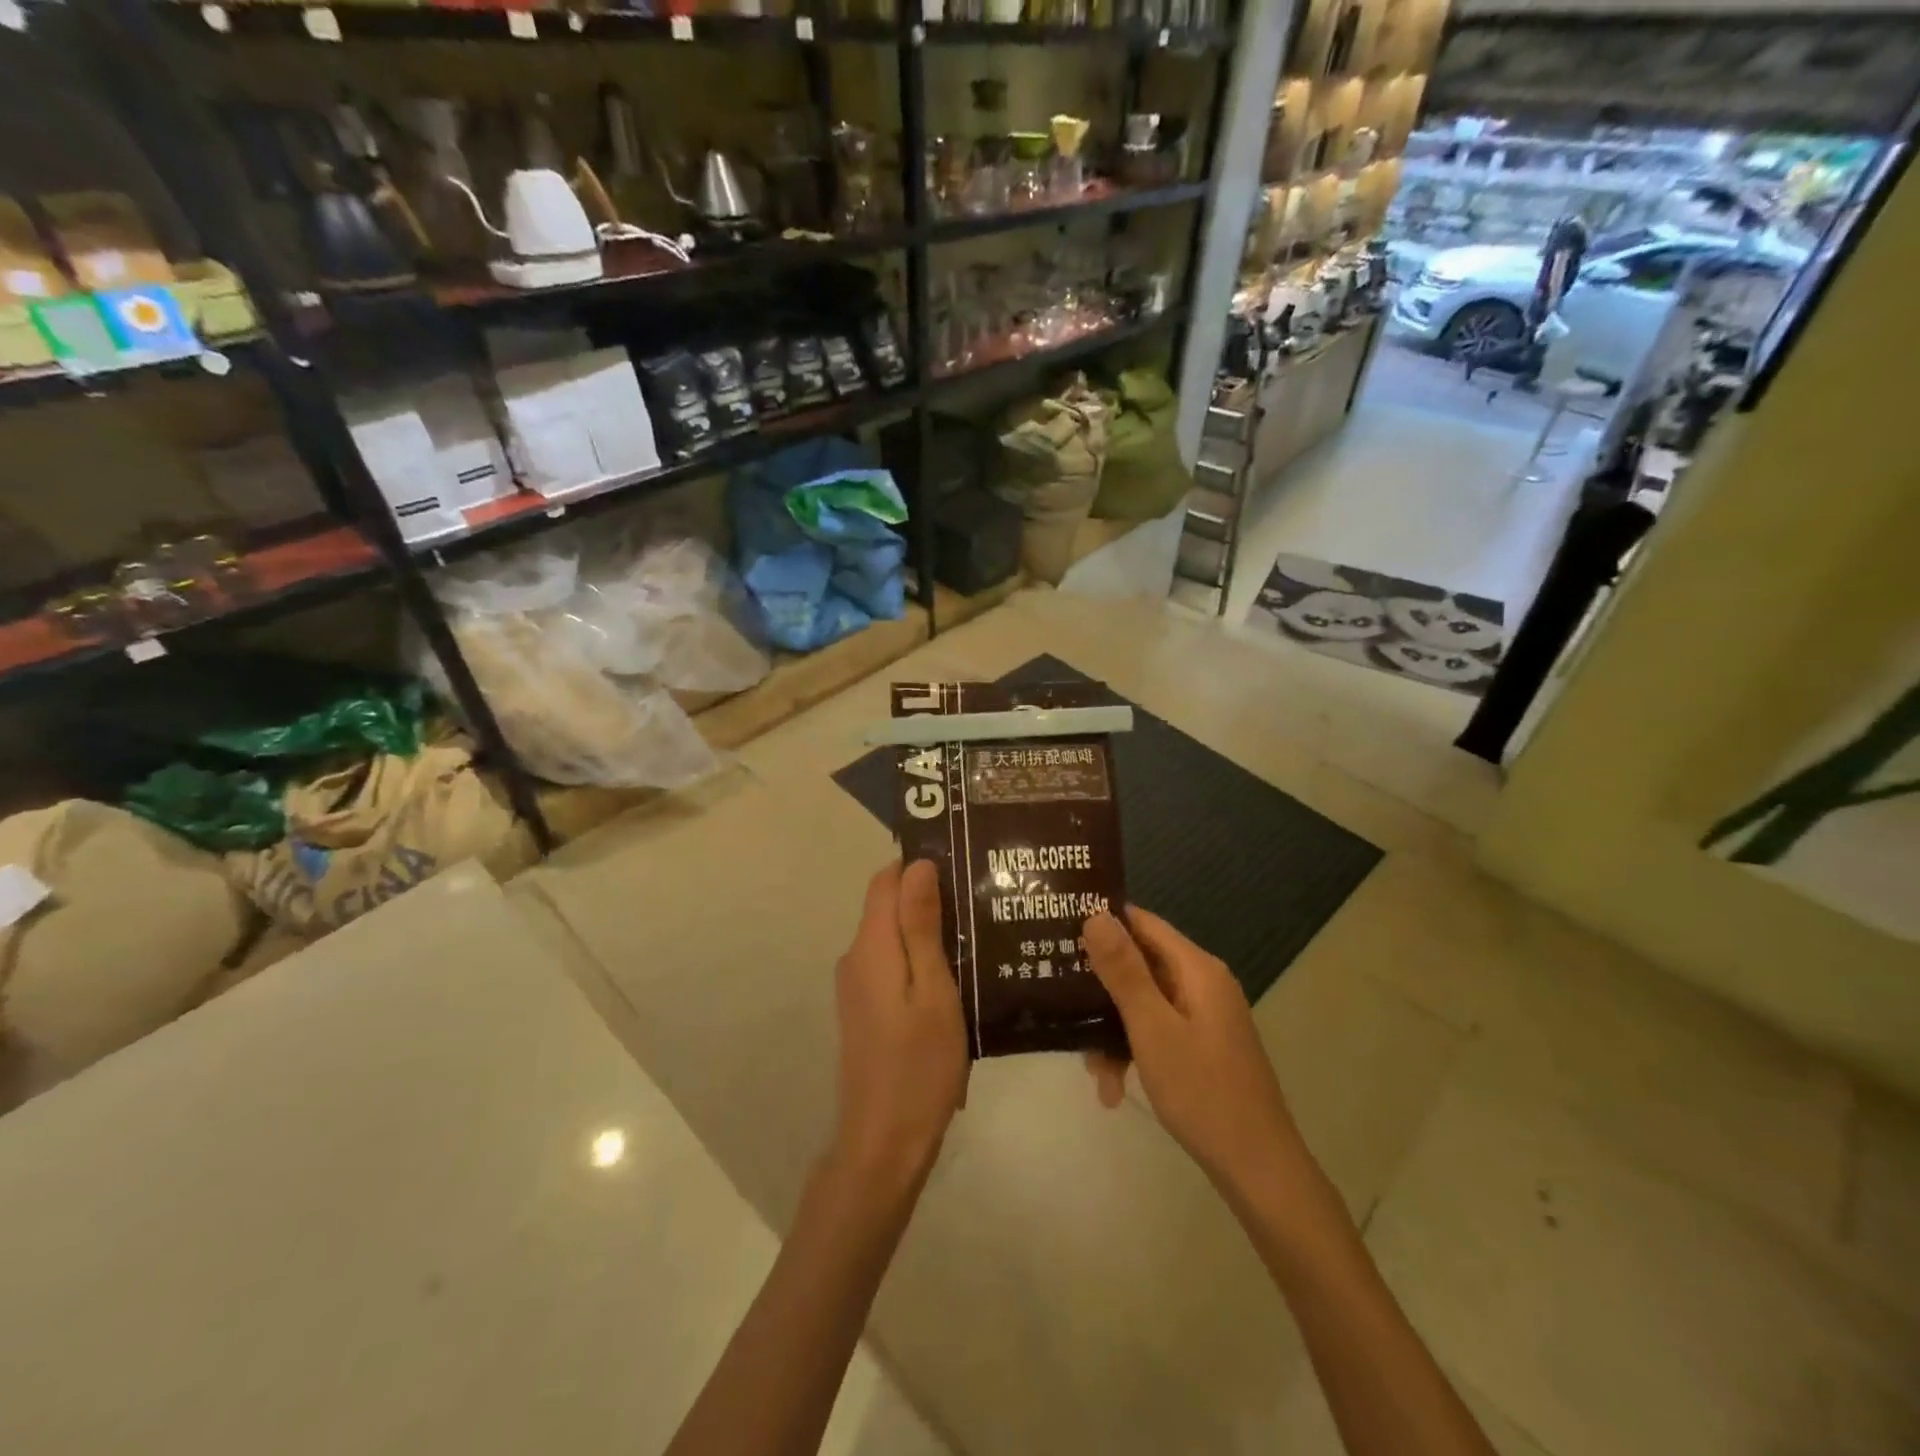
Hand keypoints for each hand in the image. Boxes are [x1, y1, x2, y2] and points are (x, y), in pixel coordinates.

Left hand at [828, 860, 969, 1192]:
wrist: (884, 1143)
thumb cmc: (919, 1065)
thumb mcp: (934, 991)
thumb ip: (922, 926)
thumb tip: (917, 865)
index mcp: (871, 946)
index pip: (886, 879)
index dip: (920, 866)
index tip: (964, 868)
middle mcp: (855, 957)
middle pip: (888, 905)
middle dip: (930, 897)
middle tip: (983, 903)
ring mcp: (856, 985)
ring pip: (892, 935)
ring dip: (928, 929)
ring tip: (979, 934)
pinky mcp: (865, 1008)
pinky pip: (891, 963)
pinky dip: (919, 957)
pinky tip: (957, 973)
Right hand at [1081, 907, 1303, 1197]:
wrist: (1258, 1169)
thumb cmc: (1202, 1091)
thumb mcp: (1152, 1028)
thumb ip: (1124, 970)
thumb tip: (1096, 914)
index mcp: (1196, 969)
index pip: (1141, 922)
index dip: (1102, 921)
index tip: (1059, 930)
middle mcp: (1202, 983)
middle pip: (1139, 964)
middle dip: (1100, 989)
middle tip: (1059, 1004)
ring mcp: (1204, 1016)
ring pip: (1143, 1003)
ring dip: (1112, 1031)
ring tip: (1093, 1071)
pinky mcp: (1202, 1045)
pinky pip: (1156, 1030)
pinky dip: (1133, 1051)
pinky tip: (1114, 1089)